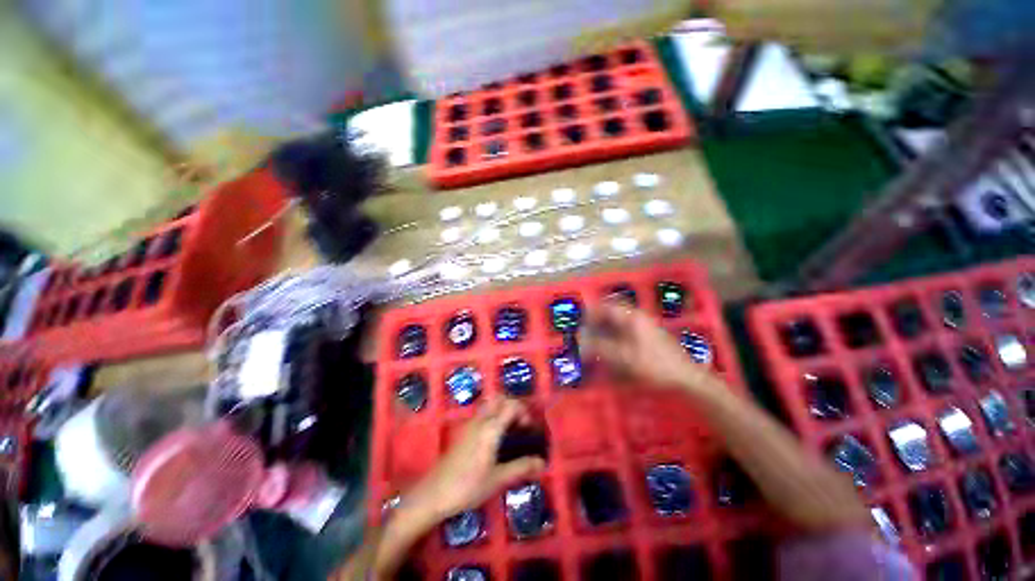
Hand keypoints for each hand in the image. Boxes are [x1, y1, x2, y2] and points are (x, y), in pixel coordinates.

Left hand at [405, 398, 545, 522]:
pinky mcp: (463, 431)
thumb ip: (521, 468)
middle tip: (519, 424)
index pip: (511, 405)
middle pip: (499, 398)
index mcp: (491, 428)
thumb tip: (542, 463)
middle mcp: (480, 420)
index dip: (524, 411)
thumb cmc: (468, 486)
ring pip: (489, 404)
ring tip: (510, 431)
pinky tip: (494, 439)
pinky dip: (492, 416)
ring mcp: (470, 424)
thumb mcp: (498, 479)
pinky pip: (482, 414)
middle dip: (512, 405)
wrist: (433, 493)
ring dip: (502, 410)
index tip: (529, 428)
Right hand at [581, 302, 700, 389]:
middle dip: (597, 322)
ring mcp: (645, 328)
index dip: (591, 313)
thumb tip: (581, 339)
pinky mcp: (648, 338)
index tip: (580, 323)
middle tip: (586, 334)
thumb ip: (601, 347)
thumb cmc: (655, 366)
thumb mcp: (625, 357)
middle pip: (612, 314)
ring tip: (595, 344)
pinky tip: (611, 352)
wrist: (687, 379)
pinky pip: (626, 333)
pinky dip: (615, 339)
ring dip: (605, 331)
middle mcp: (639, 318)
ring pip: (619, 324)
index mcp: (633, 317)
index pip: (607, 307)